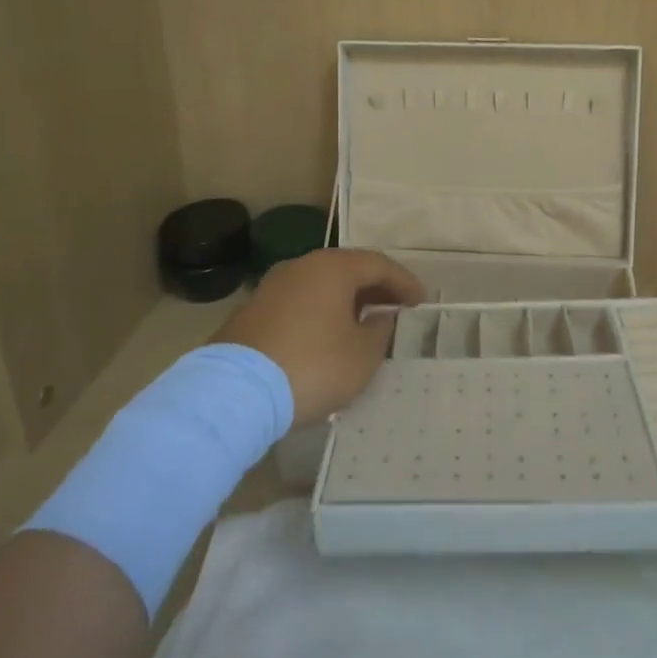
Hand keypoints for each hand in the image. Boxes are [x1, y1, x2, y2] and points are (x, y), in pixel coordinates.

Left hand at [213, 249, 424, 423]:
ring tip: (364, 326)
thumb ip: (381, 331)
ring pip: (320, 286)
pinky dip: (320, 314)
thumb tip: (381, 319)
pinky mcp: (252, 312)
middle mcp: (301, 266)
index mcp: (332, 267)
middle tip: (397, 311)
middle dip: (376, 290)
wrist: (236, 393)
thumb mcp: (362, 355)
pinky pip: (299, 303)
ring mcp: (272, 287)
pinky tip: (327, 338)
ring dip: (346, 302)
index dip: (404, 283)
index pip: (379, 265)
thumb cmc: (313, 365)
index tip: (421, 303)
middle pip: (347, 270)